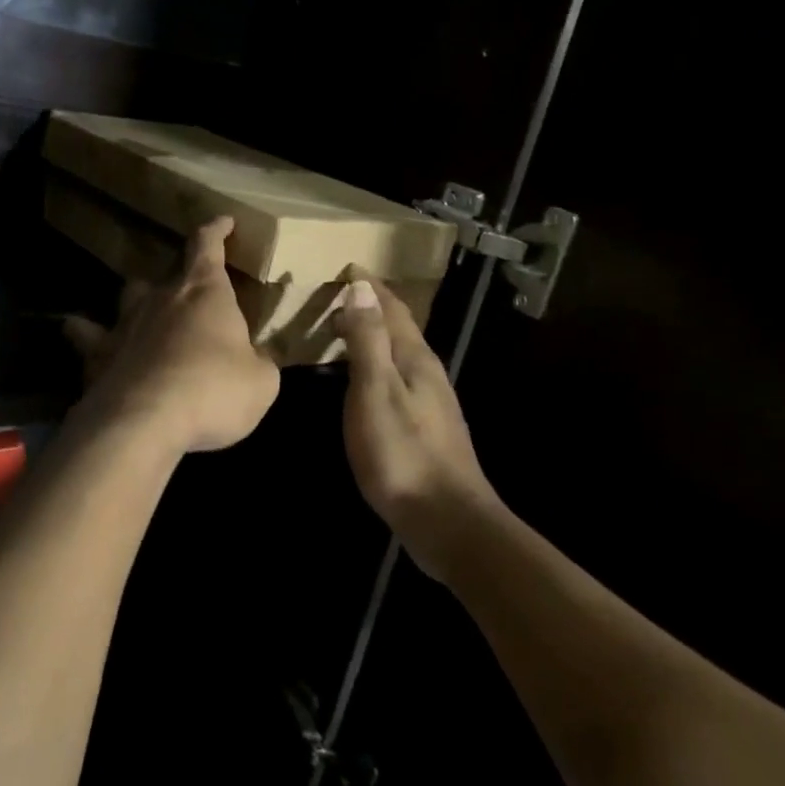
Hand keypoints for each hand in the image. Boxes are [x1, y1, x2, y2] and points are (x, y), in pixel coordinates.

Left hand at [64, 218, 280, 455]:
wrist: (143, 421)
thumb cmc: (212, 392)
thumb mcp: (260, 383)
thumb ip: (259, 364)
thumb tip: (255, 360)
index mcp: (205, 293)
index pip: (208, 246)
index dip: (216, 231)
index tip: (223, 222)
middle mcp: (161, 298)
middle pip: (168, 274)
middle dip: (181, 281)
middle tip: (192, 298)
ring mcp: (124, 323)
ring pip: (128, 296)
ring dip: (138, 301)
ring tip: (144, 315)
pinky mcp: (96, 354)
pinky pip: (86, 335)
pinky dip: (86, 335)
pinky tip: (86, 342)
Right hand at [334, 273, 503, 579]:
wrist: (446, 519)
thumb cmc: (402, 454)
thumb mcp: (375, 392)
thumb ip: (368, 341)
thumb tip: (362, 289)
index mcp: (415, 359)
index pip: (392, 309)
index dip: (370, 287)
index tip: (348, 266)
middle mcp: (427, 373)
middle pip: (399, 328)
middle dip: (372, 306)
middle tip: (338, 295)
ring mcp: (430, 401)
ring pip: (399, 353)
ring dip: (374, 335)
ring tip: (345, 329)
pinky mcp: (426, 426)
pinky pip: (398, 377)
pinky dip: (377, 363)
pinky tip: (365, 379)